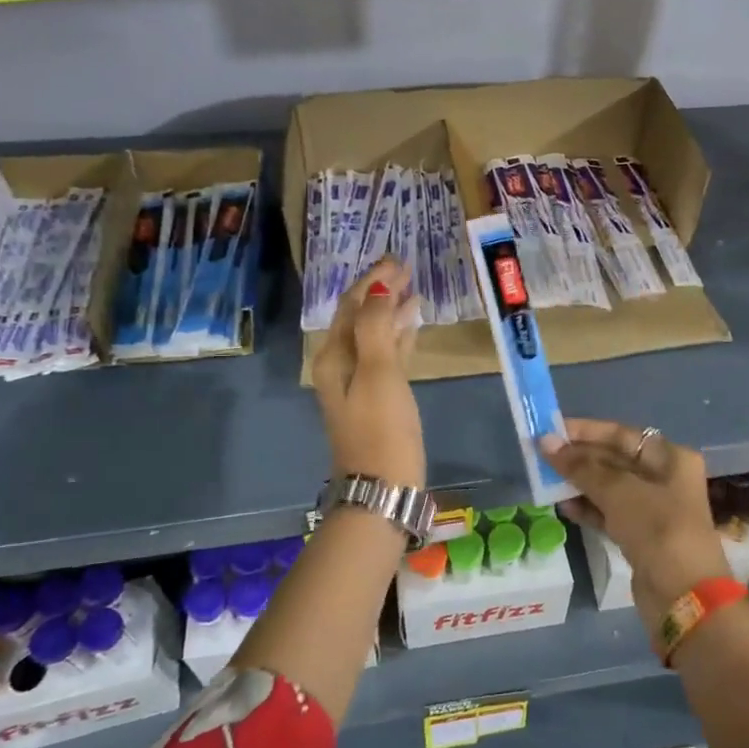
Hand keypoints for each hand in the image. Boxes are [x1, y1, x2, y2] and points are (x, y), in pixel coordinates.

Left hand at [311, 258, 425, 488]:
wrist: (383, 489)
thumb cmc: (382, 429)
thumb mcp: (379, 373)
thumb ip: (376, 328)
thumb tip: (379, 290)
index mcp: (334, 356)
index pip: (351, 304)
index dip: (373, 280)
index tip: (398, 259)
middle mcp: (340, 364)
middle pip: (359, 316)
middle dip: (381, 290)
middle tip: (407, 267)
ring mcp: (359, 382)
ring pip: (374, 334)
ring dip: (391, 310)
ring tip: (414, 289)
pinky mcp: (378, 398)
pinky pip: (387, 354)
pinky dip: (398, 335)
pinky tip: (414, 325)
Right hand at [541, 419, 729, 628]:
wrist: (684, 597)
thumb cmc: (657, 529)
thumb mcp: (618, 492)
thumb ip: (581, 467)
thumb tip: (546, 442)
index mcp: (670, 458)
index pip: (621, 434)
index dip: (586, 430)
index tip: (551, 430)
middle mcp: (664, 478)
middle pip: (615, 459)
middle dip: (579, 458)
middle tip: (541, 456)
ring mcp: (653, 509)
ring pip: (609, 488)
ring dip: (579, 483)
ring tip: (546, 480)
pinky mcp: (641, 537)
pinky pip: (609, 513)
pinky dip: (588, 508)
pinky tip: (563, 507)